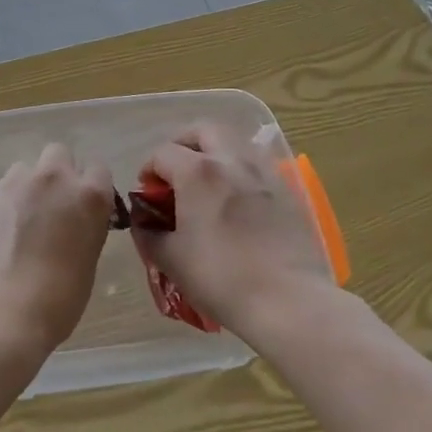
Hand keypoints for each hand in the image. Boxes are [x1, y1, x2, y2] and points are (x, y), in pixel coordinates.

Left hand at [0, 145, 113, 358]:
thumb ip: (84, 229)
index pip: (99, 170)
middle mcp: (53, 179)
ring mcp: (15, 183)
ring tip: (21, 220)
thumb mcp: (87, 263)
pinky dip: (4, 204)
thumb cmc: (56, 301)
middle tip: (53, 206)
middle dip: (58, 173)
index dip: (92, 188)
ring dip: (28, 186)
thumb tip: (74, 224)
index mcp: (88, 196)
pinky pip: (1, 189)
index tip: (86, 207)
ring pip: (26, 169)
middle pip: (59, 153)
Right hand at [133, 123, 338, 335]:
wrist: (289, 301)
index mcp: (197, 172)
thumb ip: (149, 235)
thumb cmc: (221, 278)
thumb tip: (143, 223)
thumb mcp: (171, 260)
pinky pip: (258, 164)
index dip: (149, 170)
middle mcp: (230, 160)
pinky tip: (237, 199)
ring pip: (234, 142)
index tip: (147, 194)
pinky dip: (240, 170)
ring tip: (207, 182)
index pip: (163, 153)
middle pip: (202, 130)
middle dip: (183, 143)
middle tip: (176, 170)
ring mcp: (263, 172)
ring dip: (214, 151)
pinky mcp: (287, 190)